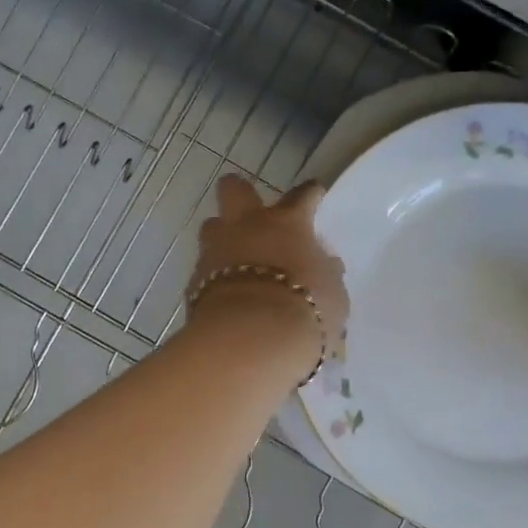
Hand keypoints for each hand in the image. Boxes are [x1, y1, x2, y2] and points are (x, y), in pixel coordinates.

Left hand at [187, 175, 348, 369]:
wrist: (251, 339)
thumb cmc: (304, 311)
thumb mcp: (333, 295)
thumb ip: (326, 274)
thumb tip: (325, 266)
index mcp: (287, 223)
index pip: (302, 196)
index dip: (310, 194)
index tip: (314, 195)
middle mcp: (246, 227)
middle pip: (234, 189)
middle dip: (240, 192)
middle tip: (251, 210)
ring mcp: (215, 251)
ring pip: (211, 226)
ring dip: (222, 237)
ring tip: (234, 258)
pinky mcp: (193, 281)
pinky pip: (204, 270)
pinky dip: (214, 278)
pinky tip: (225, 295)